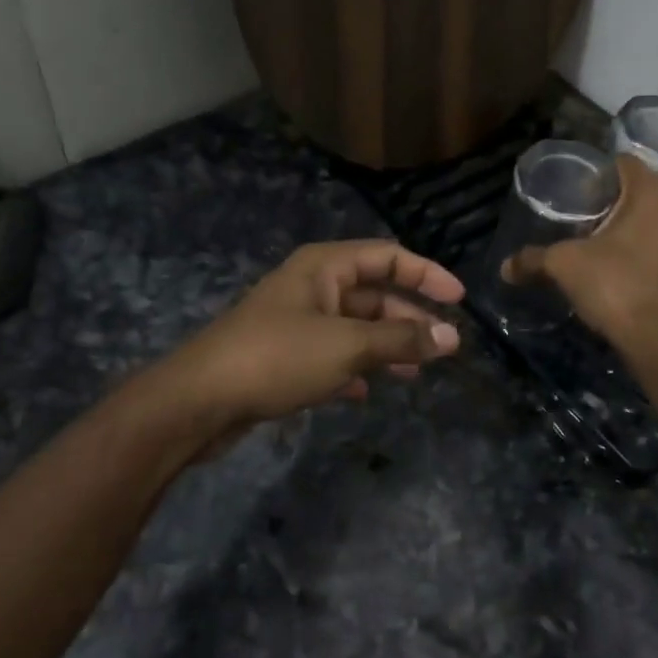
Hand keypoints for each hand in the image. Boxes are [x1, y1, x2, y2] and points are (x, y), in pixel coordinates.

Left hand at [159, 240, 464, 444]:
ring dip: (386, 346)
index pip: (388, 256)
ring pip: (355, 328)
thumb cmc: (277, 357)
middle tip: (444, 347)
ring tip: (416, 372)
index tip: (459, 299)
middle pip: (374, 294)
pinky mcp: (285, 356)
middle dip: (409, 318)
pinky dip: (354, 369)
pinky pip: (332, 355)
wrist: (199, 401)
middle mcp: (312, 287)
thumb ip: (401, 340)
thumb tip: (451, 338)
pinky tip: (367, 391)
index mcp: (325, 267)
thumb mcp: (347, 346)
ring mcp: (297, 322)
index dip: (426, 273)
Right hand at [502, 155, 657, 356]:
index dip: (598, 174)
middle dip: (617, 201)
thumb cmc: (616, 288)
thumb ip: (533, 259)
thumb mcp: (565, 267)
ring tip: (607, 243)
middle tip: (587, 219)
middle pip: (645, 189)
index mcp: (655, 192)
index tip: (577, 192)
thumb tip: (504, 267)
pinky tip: (630, 265)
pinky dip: (654, 246)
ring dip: (639, 224)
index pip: (624, 163)